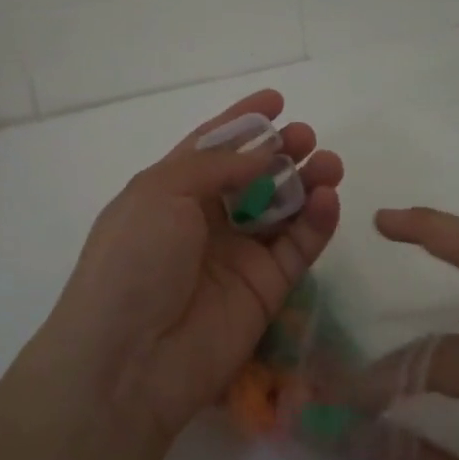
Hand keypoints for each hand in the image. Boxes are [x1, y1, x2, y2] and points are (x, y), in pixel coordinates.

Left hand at [44, 91, 343, 442]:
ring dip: (307, 182)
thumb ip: (216, 166)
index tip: (276, 100)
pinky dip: (316, 222)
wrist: (130, 359)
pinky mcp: (266, 289)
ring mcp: (237, 255)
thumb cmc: (134, 260)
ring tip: (329, 163)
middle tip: (307, 137)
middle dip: (281, 151)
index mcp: (171, 191)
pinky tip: (328, 199)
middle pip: (254, 175)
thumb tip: (262, 152)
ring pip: (282, 209)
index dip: (243, 122)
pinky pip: (298, 248)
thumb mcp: (161, 192)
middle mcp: (205, 220)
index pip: (212, 147)